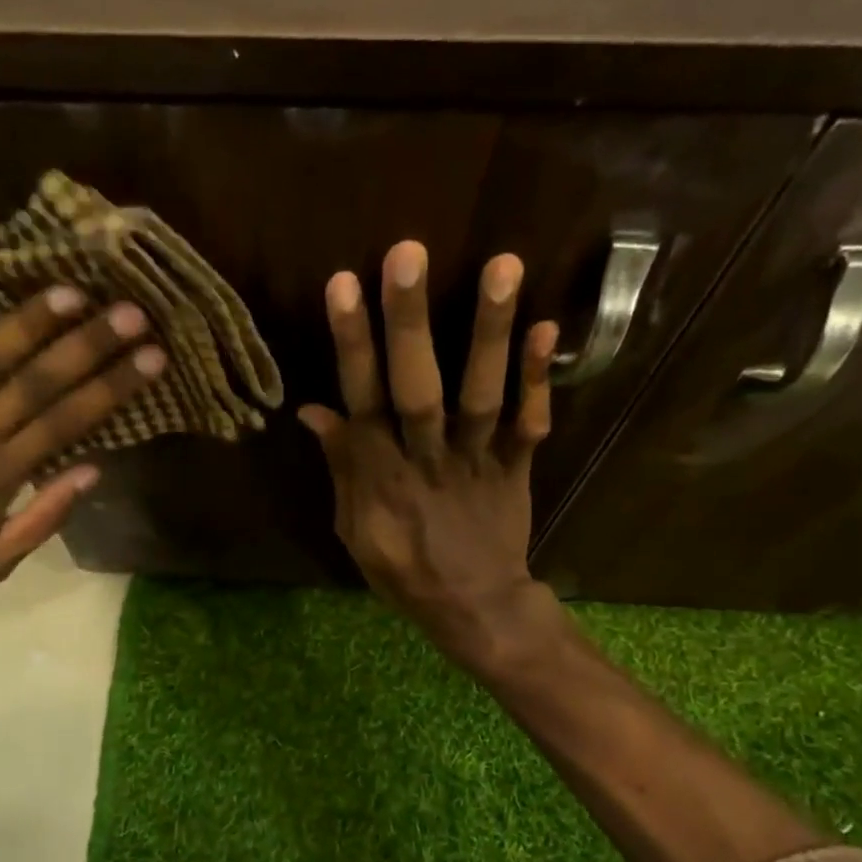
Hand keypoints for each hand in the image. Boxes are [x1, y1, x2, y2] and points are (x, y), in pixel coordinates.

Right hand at [300, 241, 563, 667]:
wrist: (475, 607)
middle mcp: (427, 460)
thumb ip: (342, 470)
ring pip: (480, 395)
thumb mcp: (355, 532)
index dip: (352, 345)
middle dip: (410, 323)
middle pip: (417, 388)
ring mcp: (477, 462)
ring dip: (489, 333)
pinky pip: (529, 423)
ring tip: (501, 265)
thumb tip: (315, 411)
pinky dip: (539, 379)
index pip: (360, 402)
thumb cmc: (404, 573)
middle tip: (409, 254)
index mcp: (381, 478)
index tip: (344, 285)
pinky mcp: (516, 468)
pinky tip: (546, 328)